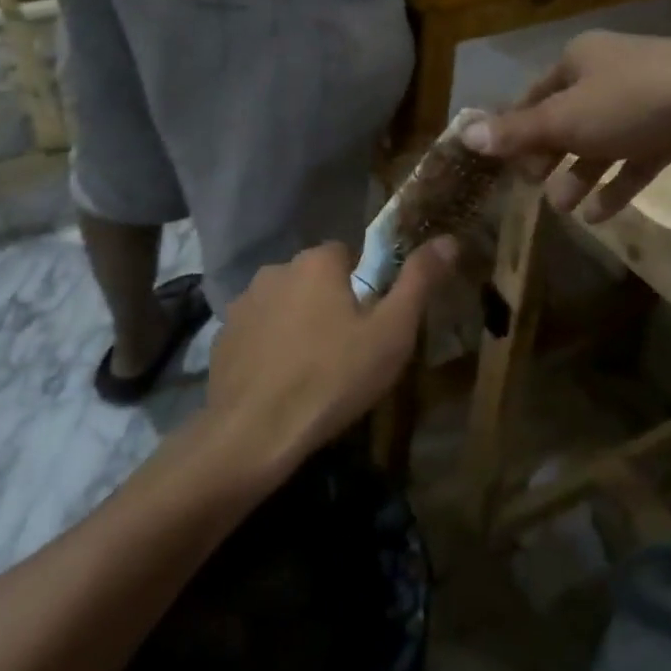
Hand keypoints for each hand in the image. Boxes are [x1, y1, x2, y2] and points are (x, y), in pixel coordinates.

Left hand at [205, 239, 458, 481]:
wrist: (255, 431)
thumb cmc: (333, 377)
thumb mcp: (391, 333)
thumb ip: (419, 281)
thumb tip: (448, 239)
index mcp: (317, 262)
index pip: (347, 255)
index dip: (362, 286)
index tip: (370, 323)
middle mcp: (275, 269)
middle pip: (313, 278)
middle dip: (328, 303)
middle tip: (345, 350)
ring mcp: (243, 303)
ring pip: (283, 304)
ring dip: (296, 324)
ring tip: (311, 370)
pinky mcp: (222, 336)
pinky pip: (257, 332)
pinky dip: (268, 347)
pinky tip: (279, 382)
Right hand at [461, 30, 670, 220]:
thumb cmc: (631, 104)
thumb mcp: (565, 120)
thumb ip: (517, 132)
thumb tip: (464, 136)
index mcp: (580, 58)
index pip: (536, 94)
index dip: (517, 128)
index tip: (506, 162)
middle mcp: (612, 70)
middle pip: (568, 117)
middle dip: (550, 157)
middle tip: (535, 187)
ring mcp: (649, 95)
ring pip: (603, 140)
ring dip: (581, 175)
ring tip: (566, 210)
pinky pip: (638, 154)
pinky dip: (619, 182)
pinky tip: (601, 215)